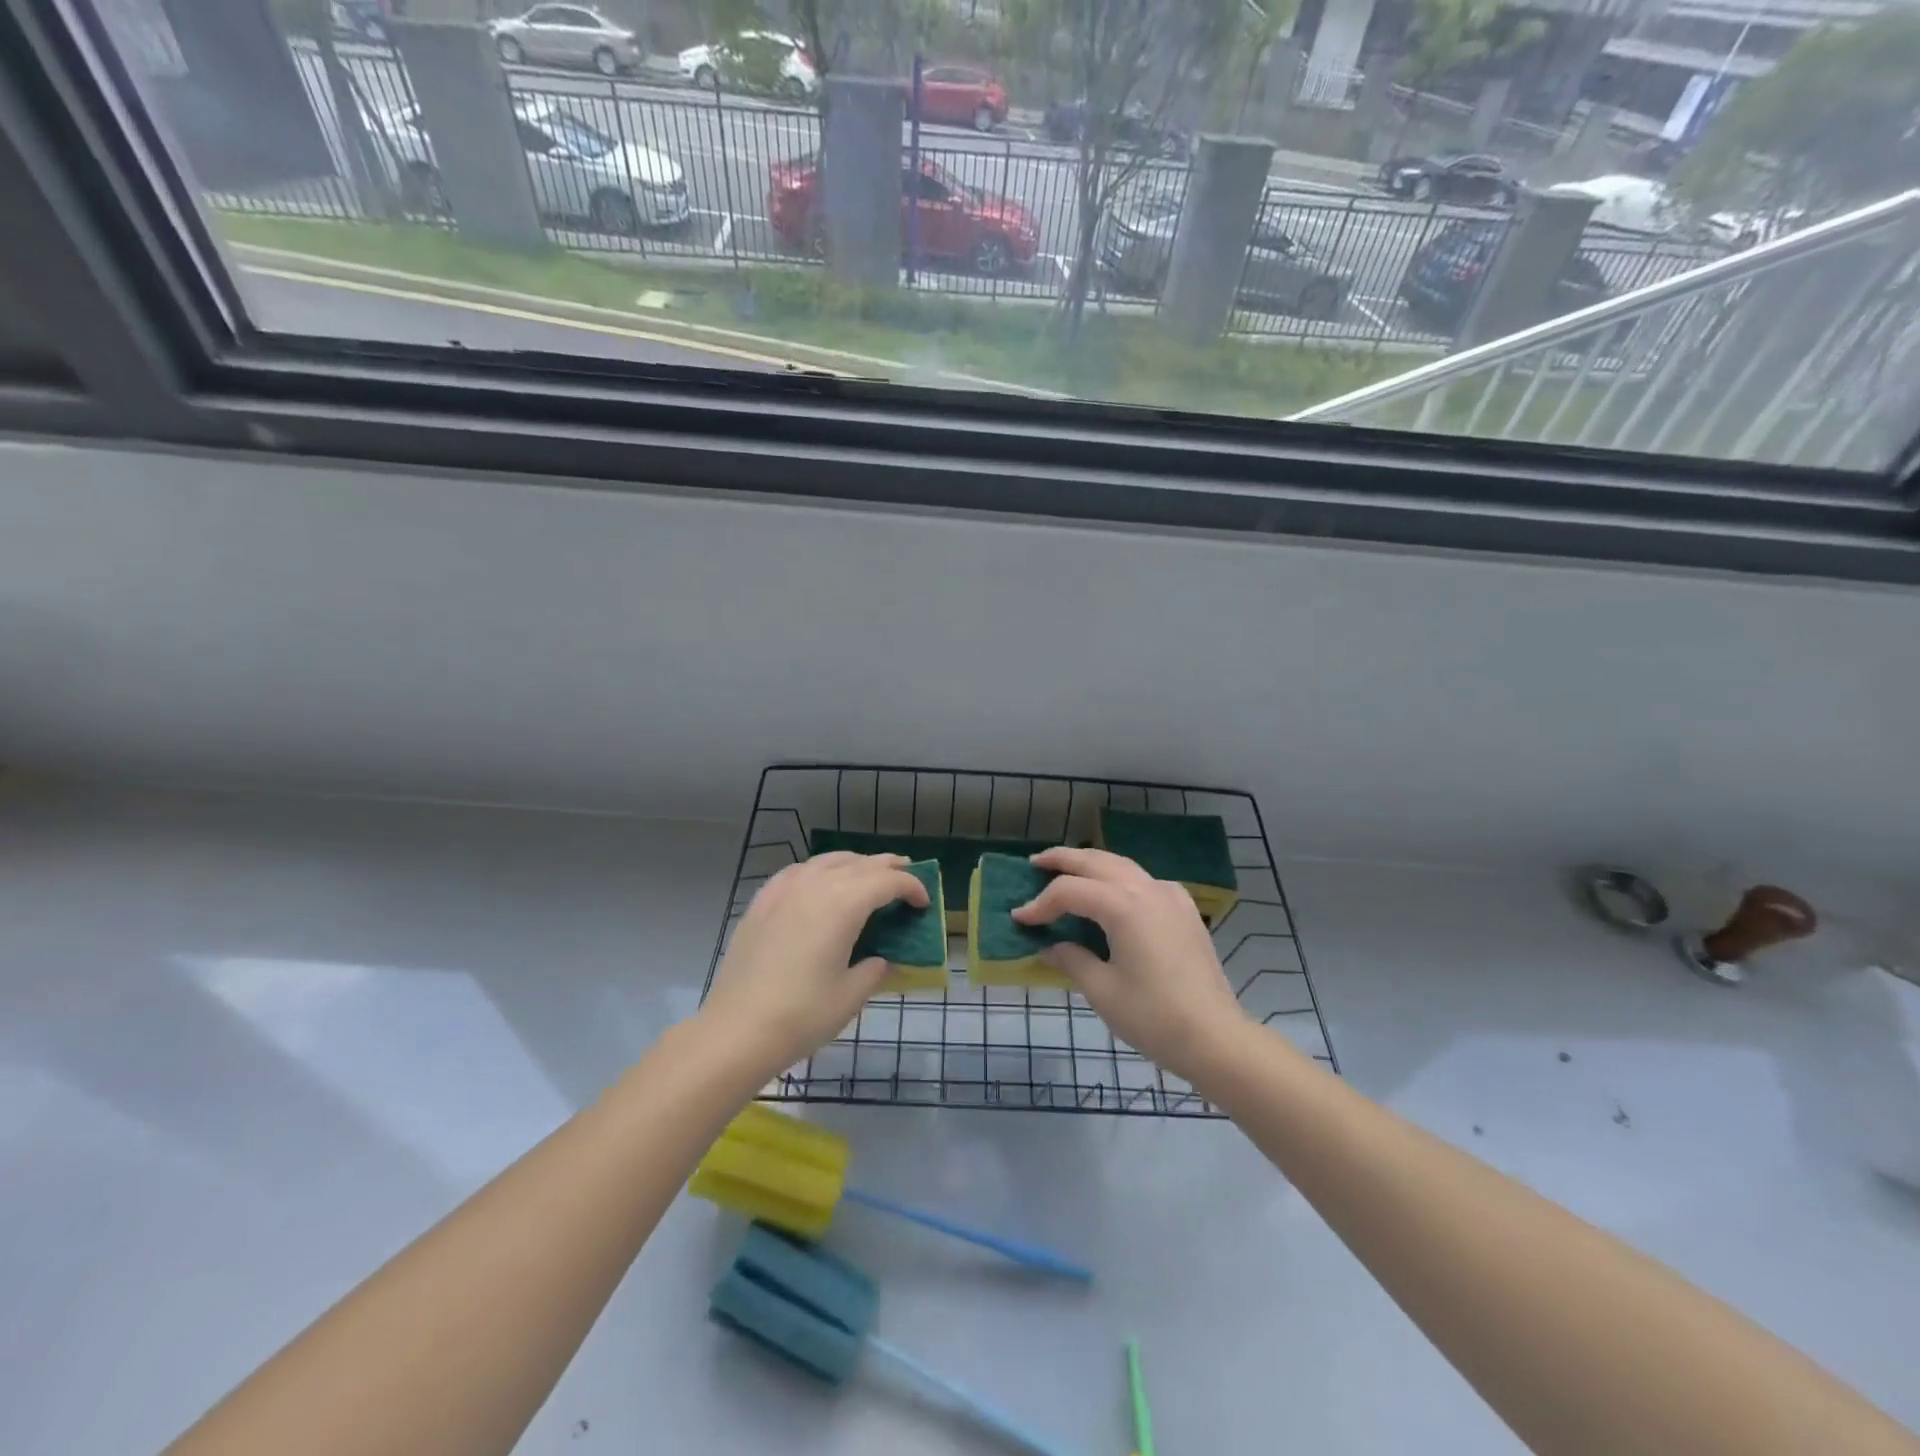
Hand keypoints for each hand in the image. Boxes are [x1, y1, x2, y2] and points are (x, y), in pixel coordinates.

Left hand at [700, 852, 928, 1076]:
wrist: (736, 1030)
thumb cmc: (802, 1014)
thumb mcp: (851, 995)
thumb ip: (875, 969)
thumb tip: (881, 959)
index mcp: (844, 902)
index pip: (889, 881)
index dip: (912, 887)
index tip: (924, 903)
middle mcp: (816, 883)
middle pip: (861, 863)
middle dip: (889, 867)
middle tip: (908, 874)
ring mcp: (785, 888)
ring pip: (829, 860)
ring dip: (855, 864)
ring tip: (869, 875)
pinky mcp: (763, 900)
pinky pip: (799, 871)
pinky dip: (820, 870)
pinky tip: (821, 883)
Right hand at [1012, 847, 1244, 1083]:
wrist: (1216, 1038)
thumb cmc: (1154, 1017)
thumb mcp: (1103, 991)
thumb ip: (1072, 960)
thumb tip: (1051, 947)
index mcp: (1123, 906)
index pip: (1070, 891)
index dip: (1040, 903)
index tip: (1019, 918)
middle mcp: (1147, 889)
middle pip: (1097, 862)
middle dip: (1063, 860)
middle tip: (1035, 863)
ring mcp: (1170, 896)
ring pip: (1122, 865)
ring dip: (1092, 864)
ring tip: (1067, 869)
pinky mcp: (1184, 910)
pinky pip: (1145, 881)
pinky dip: (1121, 878)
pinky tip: (1114, 894)